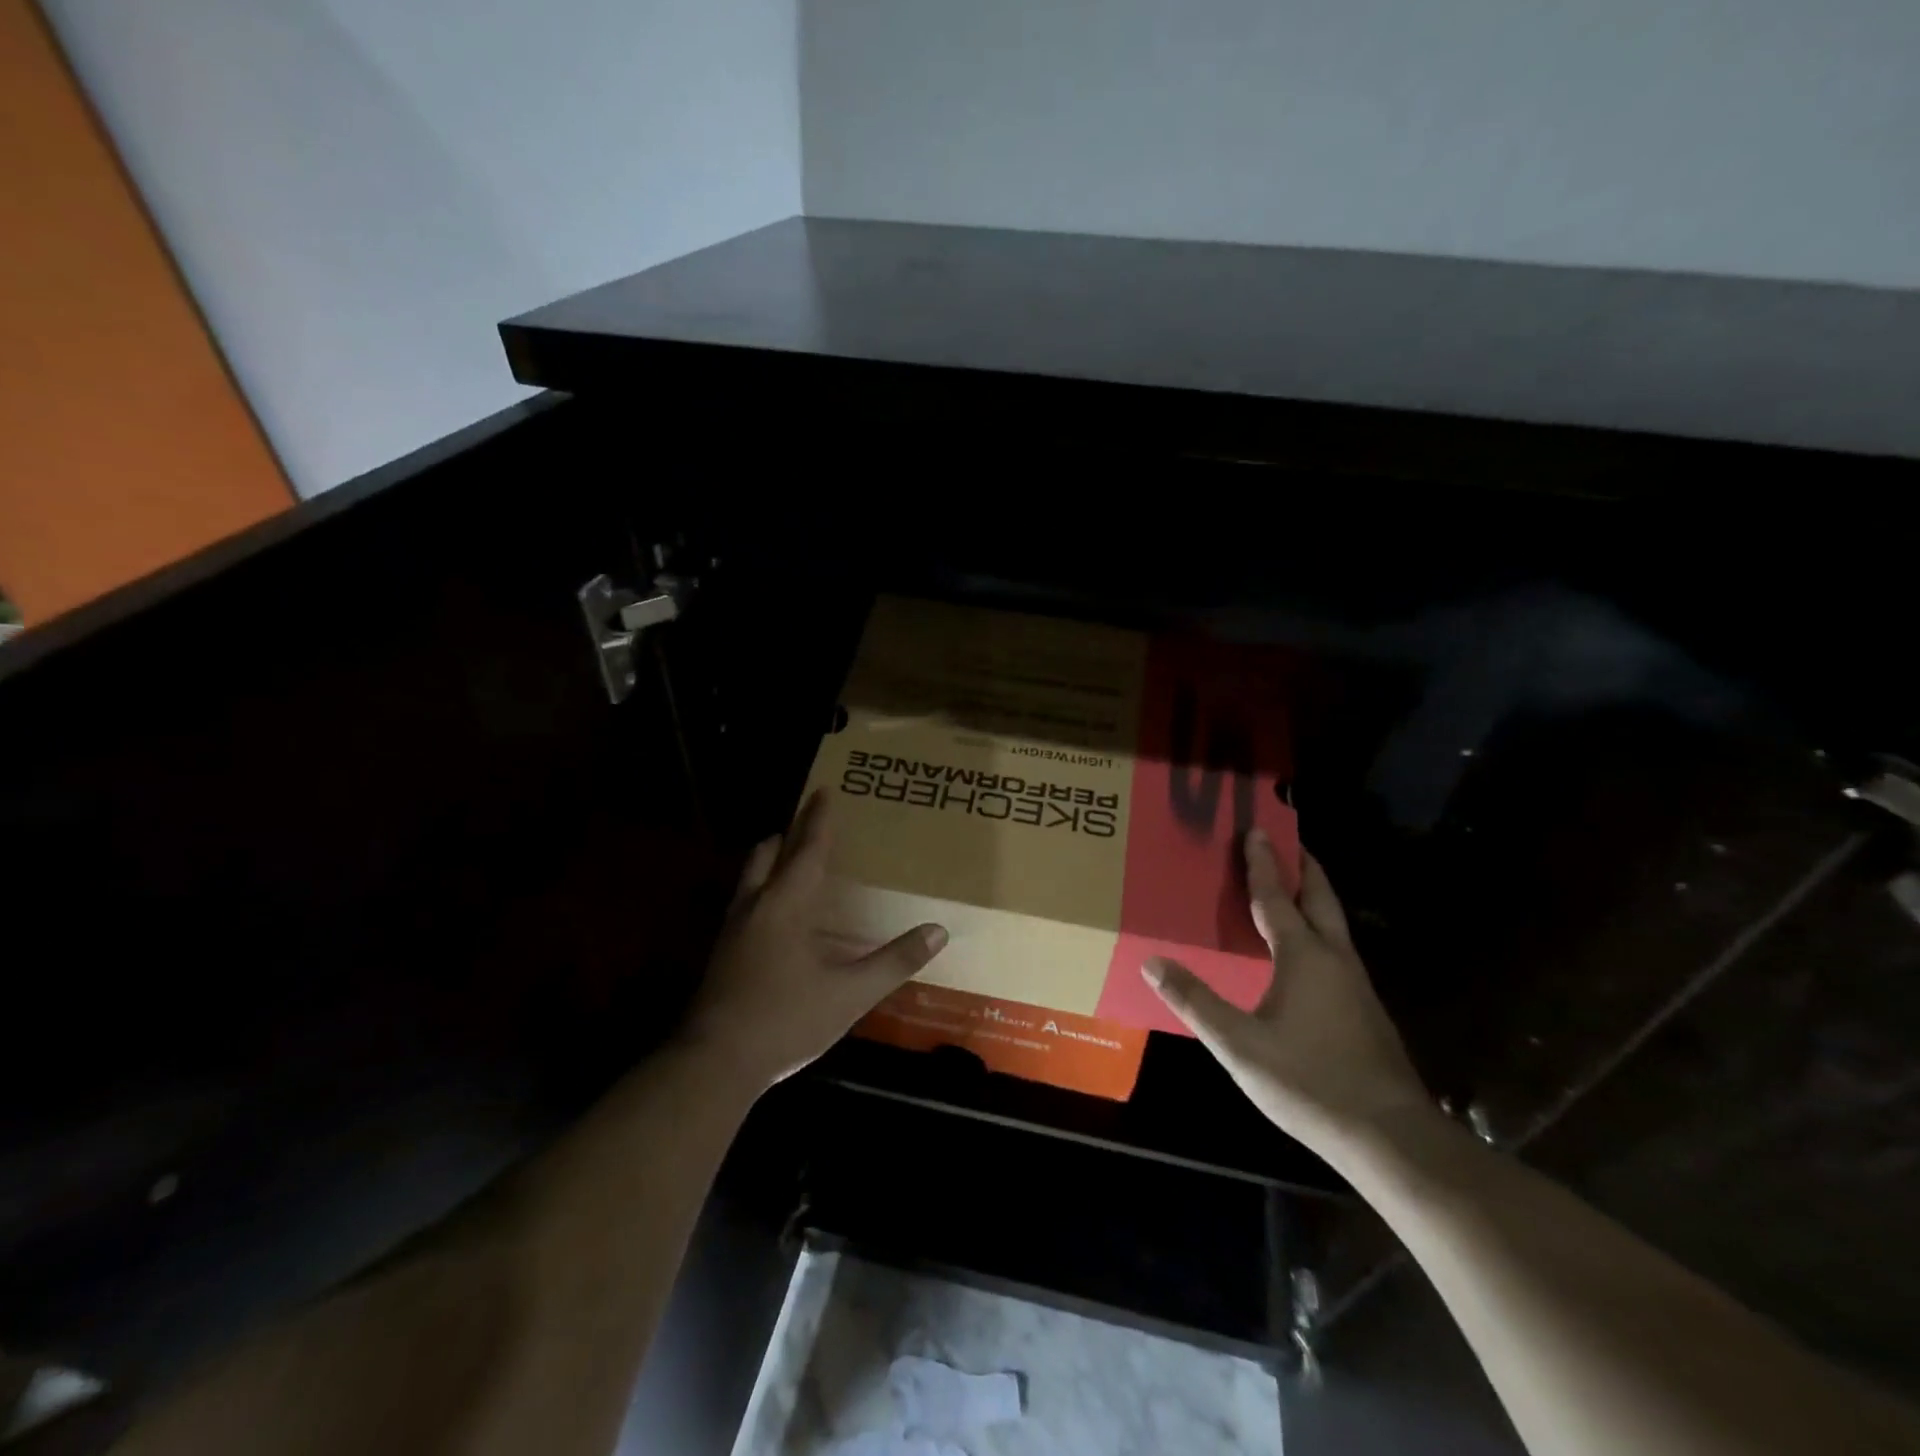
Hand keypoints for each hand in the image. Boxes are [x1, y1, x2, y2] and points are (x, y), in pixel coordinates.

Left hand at [681, 789, 948, 1090]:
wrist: (714, 1063)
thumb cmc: (786, 1020)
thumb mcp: (850, 994)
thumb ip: (894, 961)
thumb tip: (938, 931)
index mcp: (786, 903)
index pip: (807, 848)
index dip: (818, 818)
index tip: (824, 789)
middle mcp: (755, 905)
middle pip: (767, 852)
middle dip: (787, 834)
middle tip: (810, 828)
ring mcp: (732, 929)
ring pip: (751, 877)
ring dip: (772, 862)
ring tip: (796, 867)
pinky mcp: (722, 953)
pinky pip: (745, 902)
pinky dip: (764, 891)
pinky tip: (780, 918)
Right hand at [1142, 829, 1431, 1155]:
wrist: (1391, 1137)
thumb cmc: (1310, 1082)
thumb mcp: (1240, 1045)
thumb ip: (1195, 1002)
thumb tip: (1152, 962)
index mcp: (1304, 957)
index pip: (1277, 897)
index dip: (1263, 864)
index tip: (1255, 830)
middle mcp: (1335, 959)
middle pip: (1320, 898)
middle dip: (1303, 866)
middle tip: (1288, 841)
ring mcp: (1357, 985)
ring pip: (1333, 924)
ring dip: (1313, 896)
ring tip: (1293, 885)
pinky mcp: (1365, 1009)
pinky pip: (1337, 949)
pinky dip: (1319, 928)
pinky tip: (1306, 952)